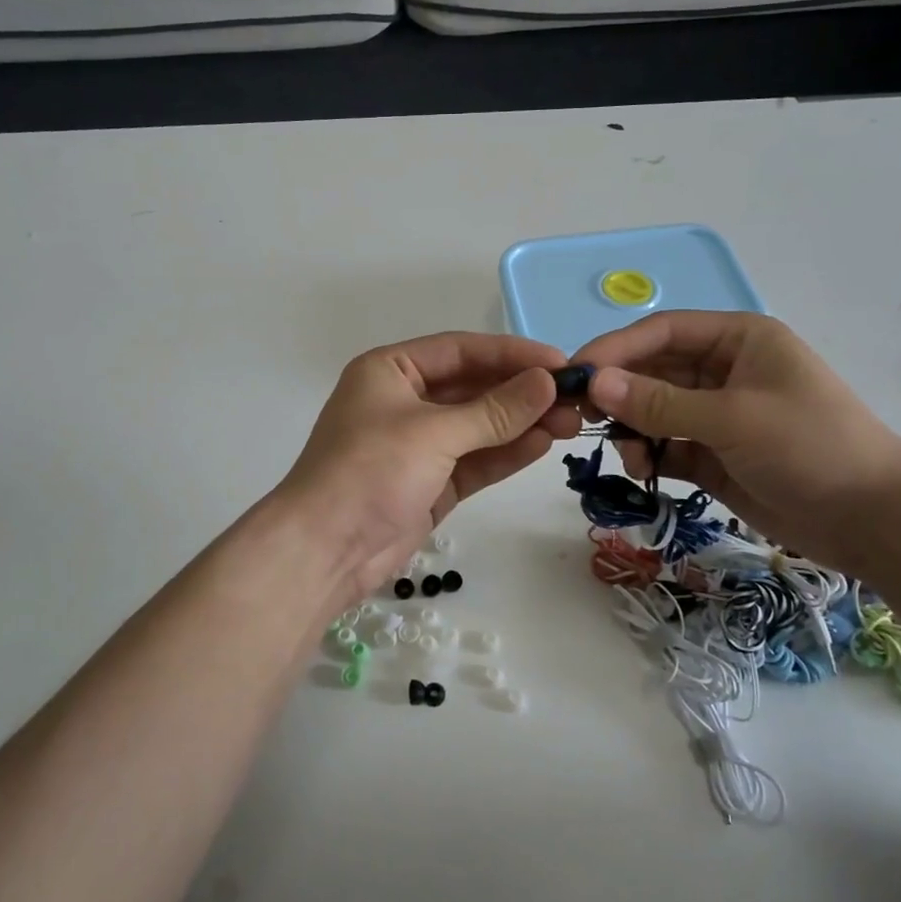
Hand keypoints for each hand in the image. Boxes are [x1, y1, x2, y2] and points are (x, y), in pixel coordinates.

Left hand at [275, 333, 582, 603]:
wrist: (324, 550)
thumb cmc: (370, 471)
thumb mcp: (434, 433)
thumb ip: (494, 410)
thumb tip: (547, 382)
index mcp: (391, 371)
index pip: (461, 351)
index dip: (511, 353)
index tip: (559, 361)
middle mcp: (404, 401)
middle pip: (473, 388)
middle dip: (521, 392)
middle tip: (575, 397)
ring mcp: (418, 445)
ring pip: (478, 426)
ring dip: (521, 423)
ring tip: (572, 422)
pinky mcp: (430, 483)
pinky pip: (474, 460)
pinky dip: (505, 453)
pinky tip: (543, 445)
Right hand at [573, 312, 900, 572]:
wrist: (874, 521)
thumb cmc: (810, 447)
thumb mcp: (733, 418)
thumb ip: (660, 402)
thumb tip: (594, 383)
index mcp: (737, 340)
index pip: (661, 331)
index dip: (615, 348)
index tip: (575, 373)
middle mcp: (723, 370)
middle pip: (652, 370)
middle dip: (618, 392)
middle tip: (579, 417)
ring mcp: (716, 414)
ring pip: (654, 410)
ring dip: (633, 429)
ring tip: (629, 457)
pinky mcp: (713, 454)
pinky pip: (665, 445)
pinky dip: (648, 455)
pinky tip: (642, 470)